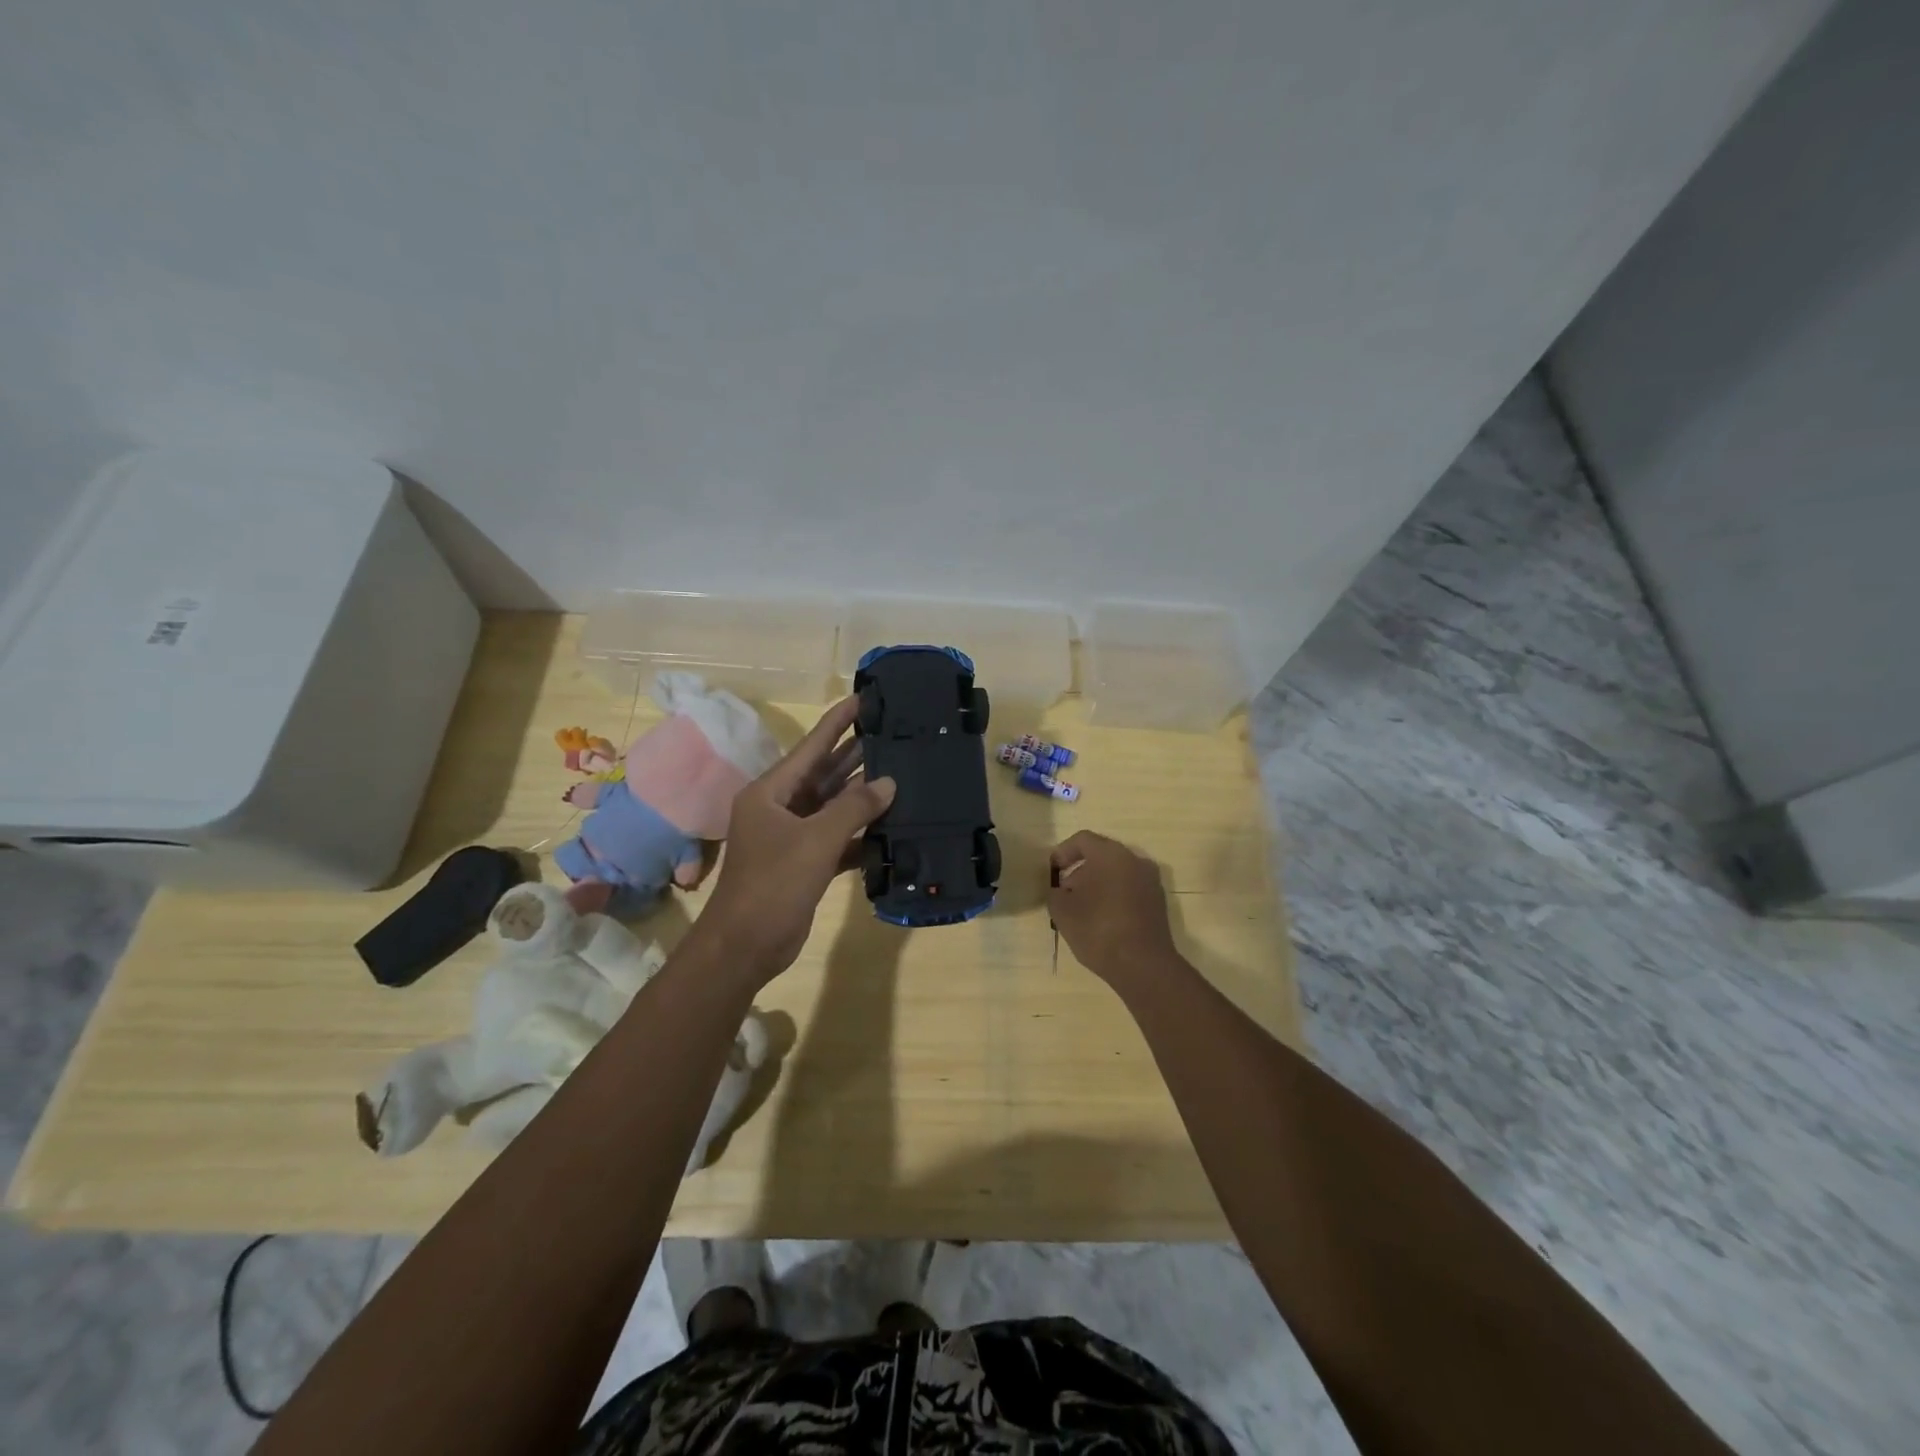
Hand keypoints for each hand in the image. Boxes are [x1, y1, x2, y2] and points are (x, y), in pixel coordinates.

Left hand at [697, 696, 895, 982]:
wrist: (746, 945)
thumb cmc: (774, 883)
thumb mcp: (815, 840)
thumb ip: (854, 808)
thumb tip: (888, 783)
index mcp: (771, 792)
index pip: (811, 747)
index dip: (837, 722)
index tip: (863, 699)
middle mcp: (780, 807)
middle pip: (824, 773)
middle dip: (856, 754)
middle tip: (892, 734)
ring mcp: (792, 836)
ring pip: (833, 807)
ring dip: (862, 795)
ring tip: (901, 773)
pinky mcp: (805, 863)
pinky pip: (837, 838)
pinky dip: (860, 834)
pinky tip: (891, 827)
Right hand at [1048, 831, 1179, 991]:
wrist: (1143, 965)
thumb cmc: (1098, 930)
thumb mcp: (1062, 911)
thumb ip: (1055, 893)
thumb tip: (1060, 891)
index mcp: (1111, 854)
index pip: (1082, 840)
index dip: (1063, 852)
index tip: (1052, 871)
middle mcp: (1135, 860)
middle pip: (1101, 855)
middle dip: (1080, 870)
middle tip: (1065, 892)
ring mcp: (1151, 881)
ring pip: (1117, 872)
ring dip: (1097, 884)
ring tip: (1082, 909)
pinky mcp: (1158, 902)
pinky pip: (1130, 888)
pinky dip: (1114, 895)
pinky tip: (1102, 919)